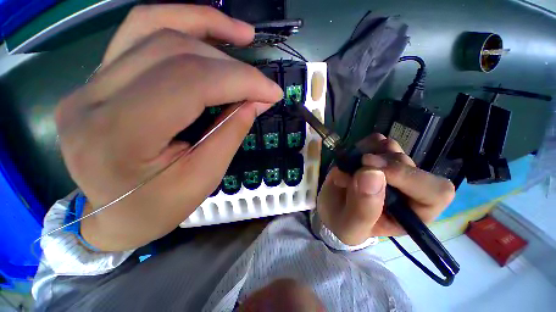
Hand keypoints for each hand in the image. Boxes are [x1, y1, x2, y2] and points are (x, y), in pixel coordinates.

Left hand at [56, 5, 282, 250]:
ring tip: (241, 34)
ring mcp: (87, 83)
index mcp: (117, 136)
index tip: (272, 92)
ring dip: (205, 24)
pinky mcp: (95, 79)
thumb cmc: (158, 208)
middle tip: (261, 82)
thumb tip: (257, 100)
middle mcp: (92, 99)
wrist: (114, 216)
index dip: (241, 80)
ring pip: (150, 27)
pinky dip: (180, 25)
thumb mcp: (204, 178)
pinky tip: (208, 33)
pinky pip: (138, 34)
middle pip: (173, 52)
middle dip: (231, 64)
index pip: (190, 83)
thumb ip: (231, 132)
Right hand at [317, 133, 454, 245]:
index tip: (371, 170)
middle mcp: (408, 189)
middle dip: (378, 164)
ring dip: (368, 153)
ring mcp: (392, 169)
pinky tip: (353, 157)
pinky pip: (377, 141)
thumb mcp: (351, 226)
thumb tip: (371, 173)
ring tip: (351, 166)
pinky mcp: (377, 156)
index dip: (407, 177)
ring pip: (393, 148)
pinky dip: (363, 145)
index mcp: (412, 213)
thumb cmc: (344, 224)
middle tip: (354, 168)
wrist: (332, 208)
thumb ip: (363, 208)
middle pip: (408, 164)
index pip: (435, 192)